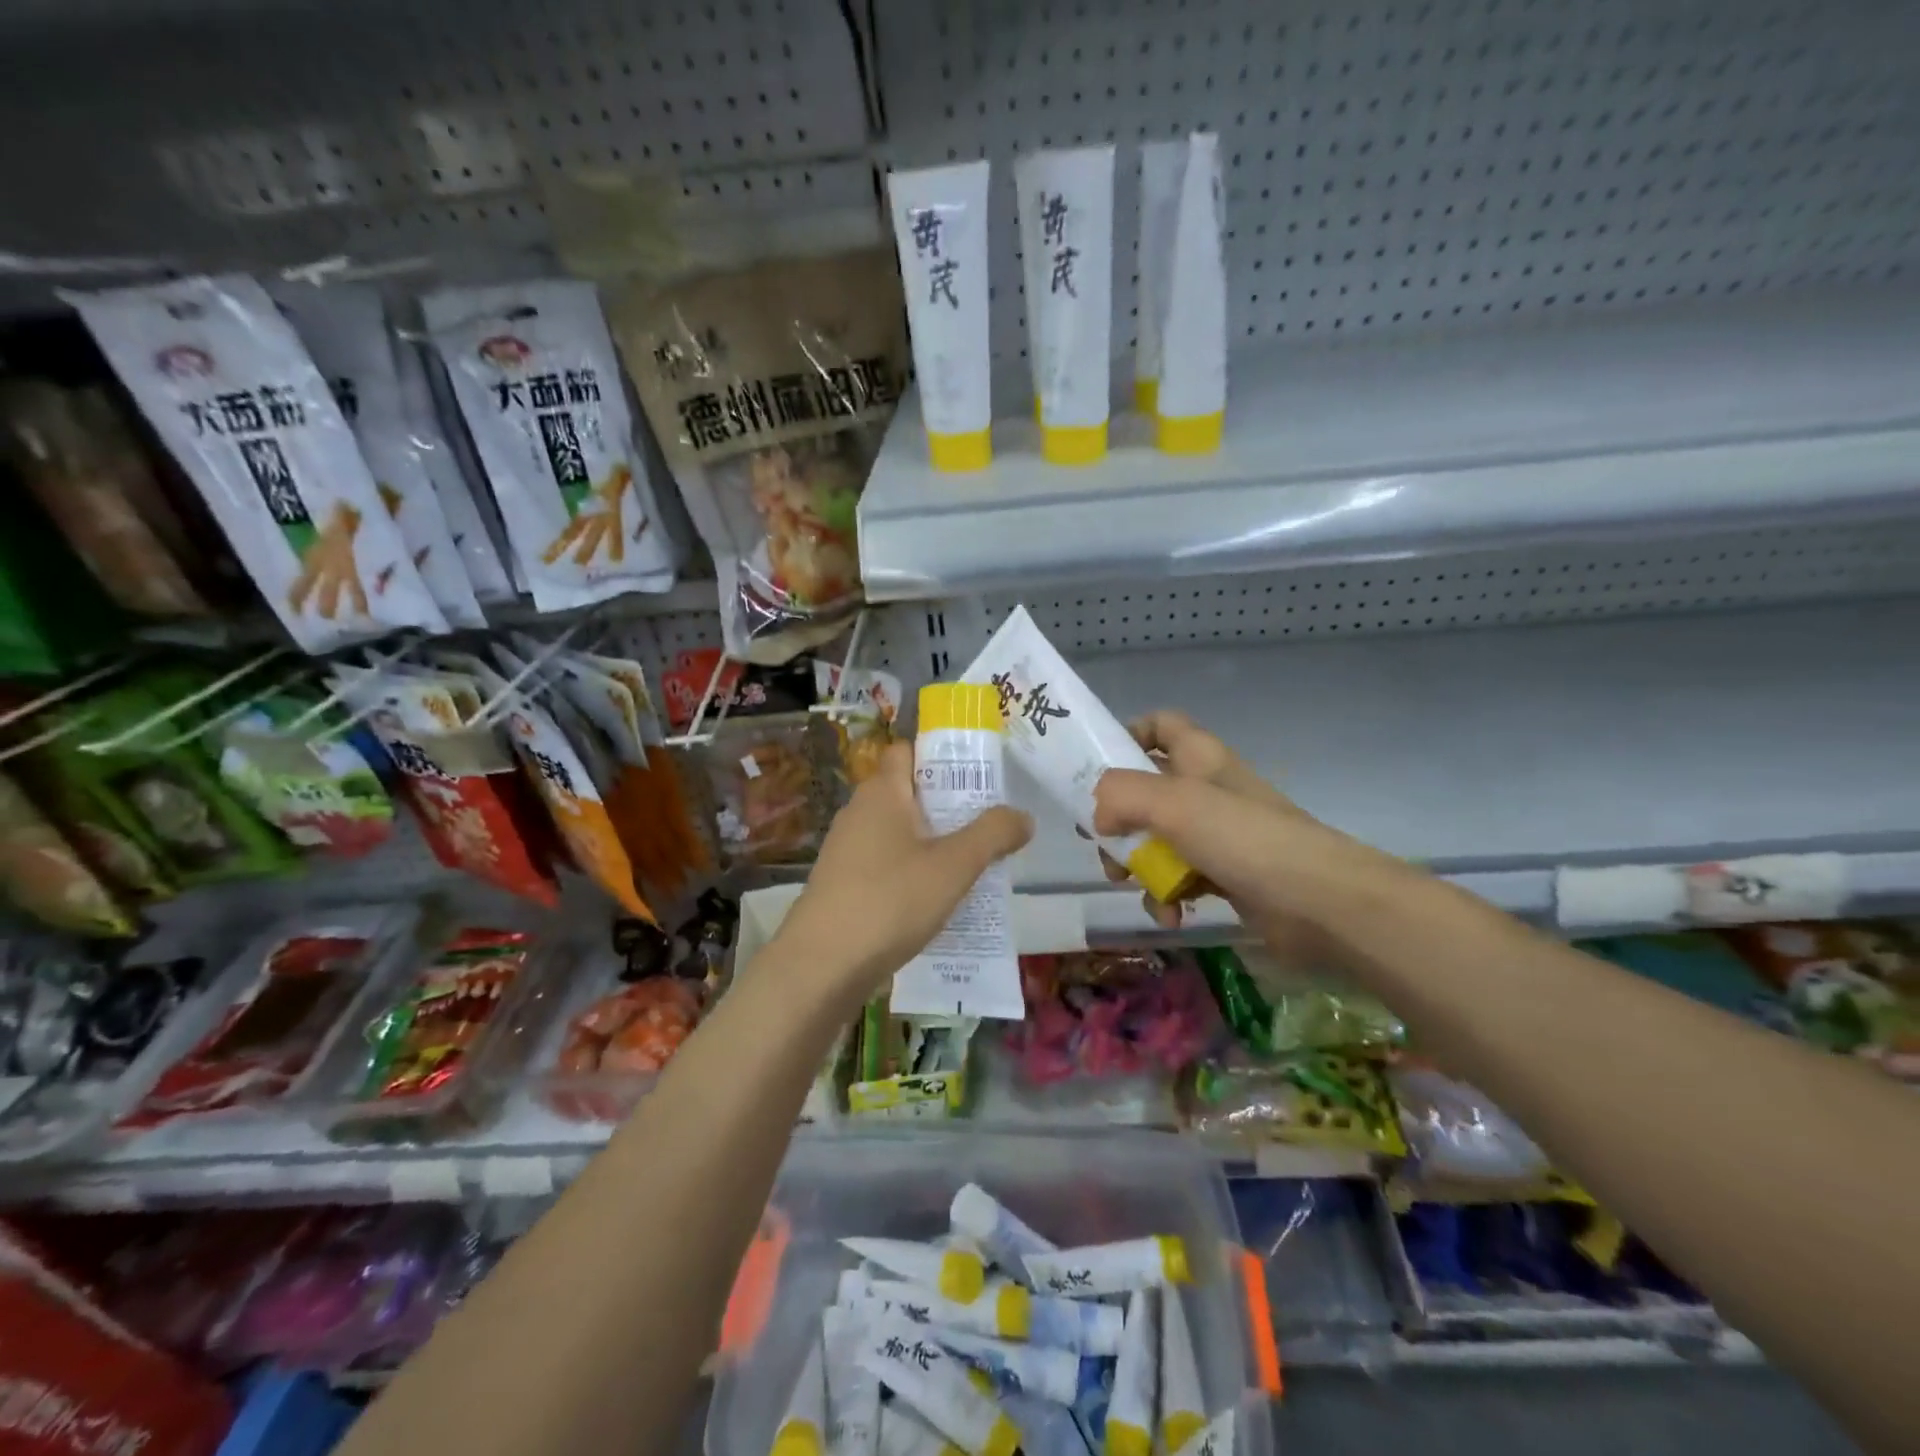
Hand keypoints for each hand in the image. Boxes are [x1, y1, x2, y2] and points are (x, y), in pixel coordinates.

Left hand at [773, 742, 1032, 1005]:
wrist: (821, 966)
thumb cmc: (890, 901)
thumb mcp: (954, 866)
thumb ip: (993, 834)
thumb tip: (1023, 816)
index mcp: (881, 792)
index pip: (907, 750)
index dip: (941, 755)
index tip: (978, 773)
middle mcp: (859, 812)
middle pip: (908, 792)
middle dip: (948, 803)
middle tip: (988, 821)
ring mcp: (846, 849)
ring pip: (899, 831)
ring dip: (933, 841)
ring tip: (972, 862)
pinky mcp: (843, 883)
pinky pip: (886, 863)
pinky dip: (912, 870)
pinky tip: (936, 898)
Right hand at [1091, 710, 1404, 957]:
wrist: (1320, 903)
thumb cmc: (1244, 839)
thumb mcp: (1174, 803)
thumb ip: (1122, 795)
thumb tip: (1099, 816)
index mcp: (1197, 757)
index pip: (1158, 725)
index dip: (1127, 736)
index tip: (1097, 768)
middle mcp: (1204, 789)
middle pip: (1143, 790)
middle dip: (1116, 819)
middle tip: (1102, 842)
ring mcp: (1215, 834)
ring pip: (1154, 839)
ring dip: (1136, 865)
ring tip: (1130, 884)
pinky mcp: (1222, 874)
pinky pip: (1177, 878)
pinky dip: (1166, 896)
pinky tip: (1170, 913)